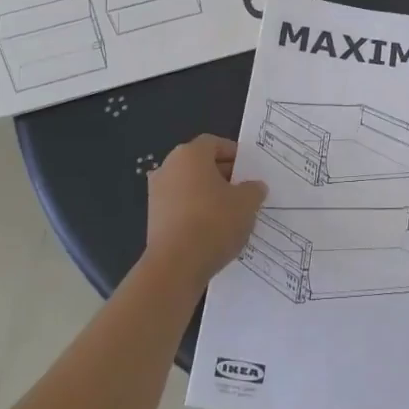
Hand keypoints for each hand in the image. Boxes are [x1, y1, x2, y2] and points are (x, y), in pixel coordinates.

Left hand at [144, 135, 267, 288]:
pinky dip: (196, 212)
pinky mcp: (153, 218)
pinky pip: (181, 207)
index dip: (234, 154)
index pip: (215, 144)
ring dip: (209, 195)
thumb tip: (254, 186)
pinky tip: (212, 230)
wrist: (176, 265)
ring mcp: (157, 193)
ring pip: (190, 186)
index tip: (249, 170)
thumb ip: (253, 189)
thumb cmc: (214, 222)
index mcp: (190, 154)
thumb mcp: (247, 203)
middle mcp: (168, 167)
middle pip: (200, 164)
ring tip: (231, 214)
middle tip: (244, 192)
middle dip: (223, 175)